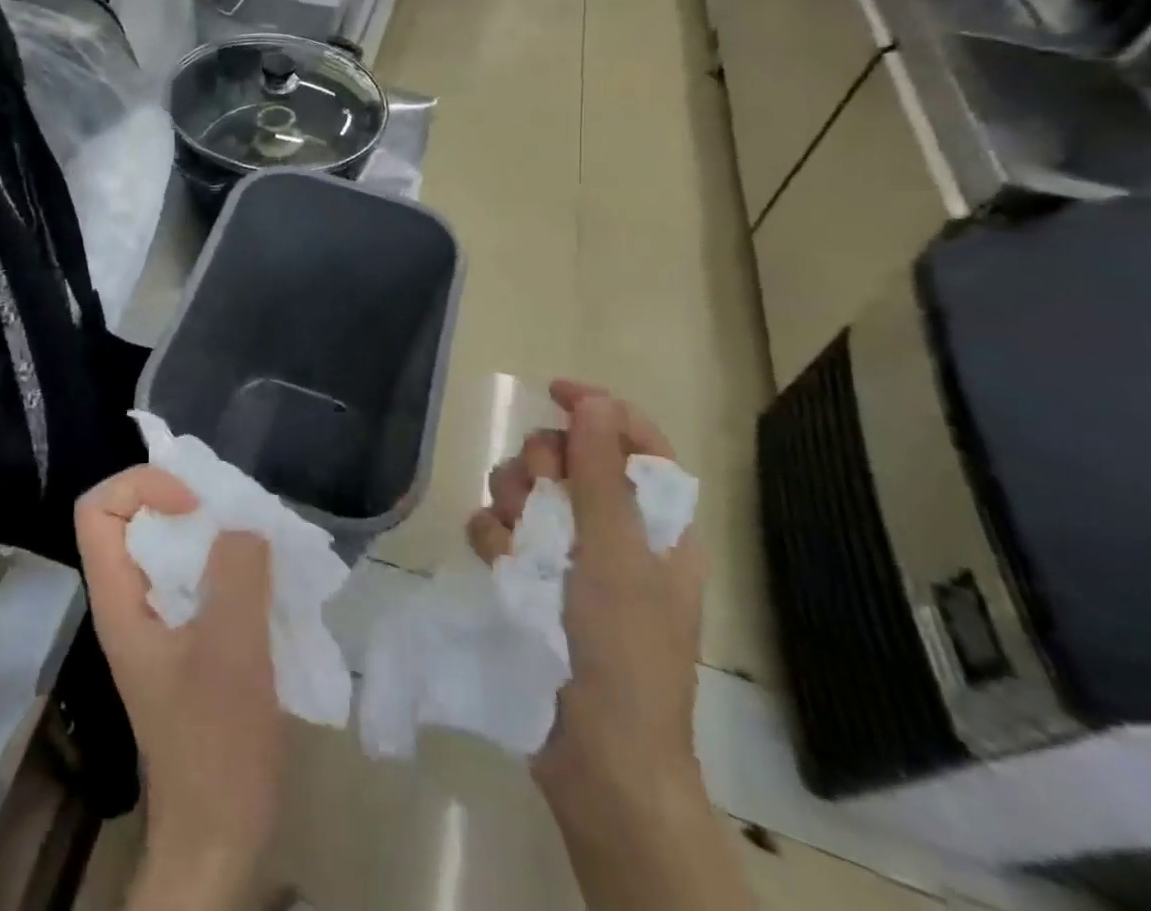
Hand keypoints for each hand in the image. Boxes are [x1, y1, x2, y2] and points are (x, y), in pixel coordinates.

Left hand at [75, 467, 282, 907]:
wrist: (221, 834)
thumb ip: (236, 575)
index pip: (98, 510)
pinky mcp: (189, 640)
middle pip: (136, 519)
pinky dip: (229, 564)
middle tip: (237, 516)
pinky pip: (200, 577)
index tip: (195, 507)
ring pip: (172, 547)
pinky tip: (267, 579)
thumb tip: (243, 526)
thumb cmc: (216, 744)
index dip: (141, 488)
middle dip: (186, 501)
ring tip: (259, 542)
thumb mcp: (231, 650)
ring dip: (214, 533)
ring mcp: (160, 622)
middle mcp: (131, 602)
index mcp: (119, 601)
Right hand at [467, 380, 706, 830]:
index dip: (598, 409)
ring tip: (516, 539)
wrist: (597, 759)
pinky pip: (498, 529)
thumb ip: (600, 474)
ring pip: (526, 490)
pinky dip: (494, 539)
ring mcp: (568, 557)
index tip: (553, 391)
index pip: (633, 441)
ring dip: (513, 502)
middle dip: (543, 464)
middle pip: (568, 458)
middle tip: (540, 489)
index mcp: (656, 524)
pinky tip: (498, 563)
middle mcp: (613, 532)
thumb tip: (592, 401)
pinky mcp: (529, 579)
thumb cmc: (625, 653)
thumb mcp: (617, 555)